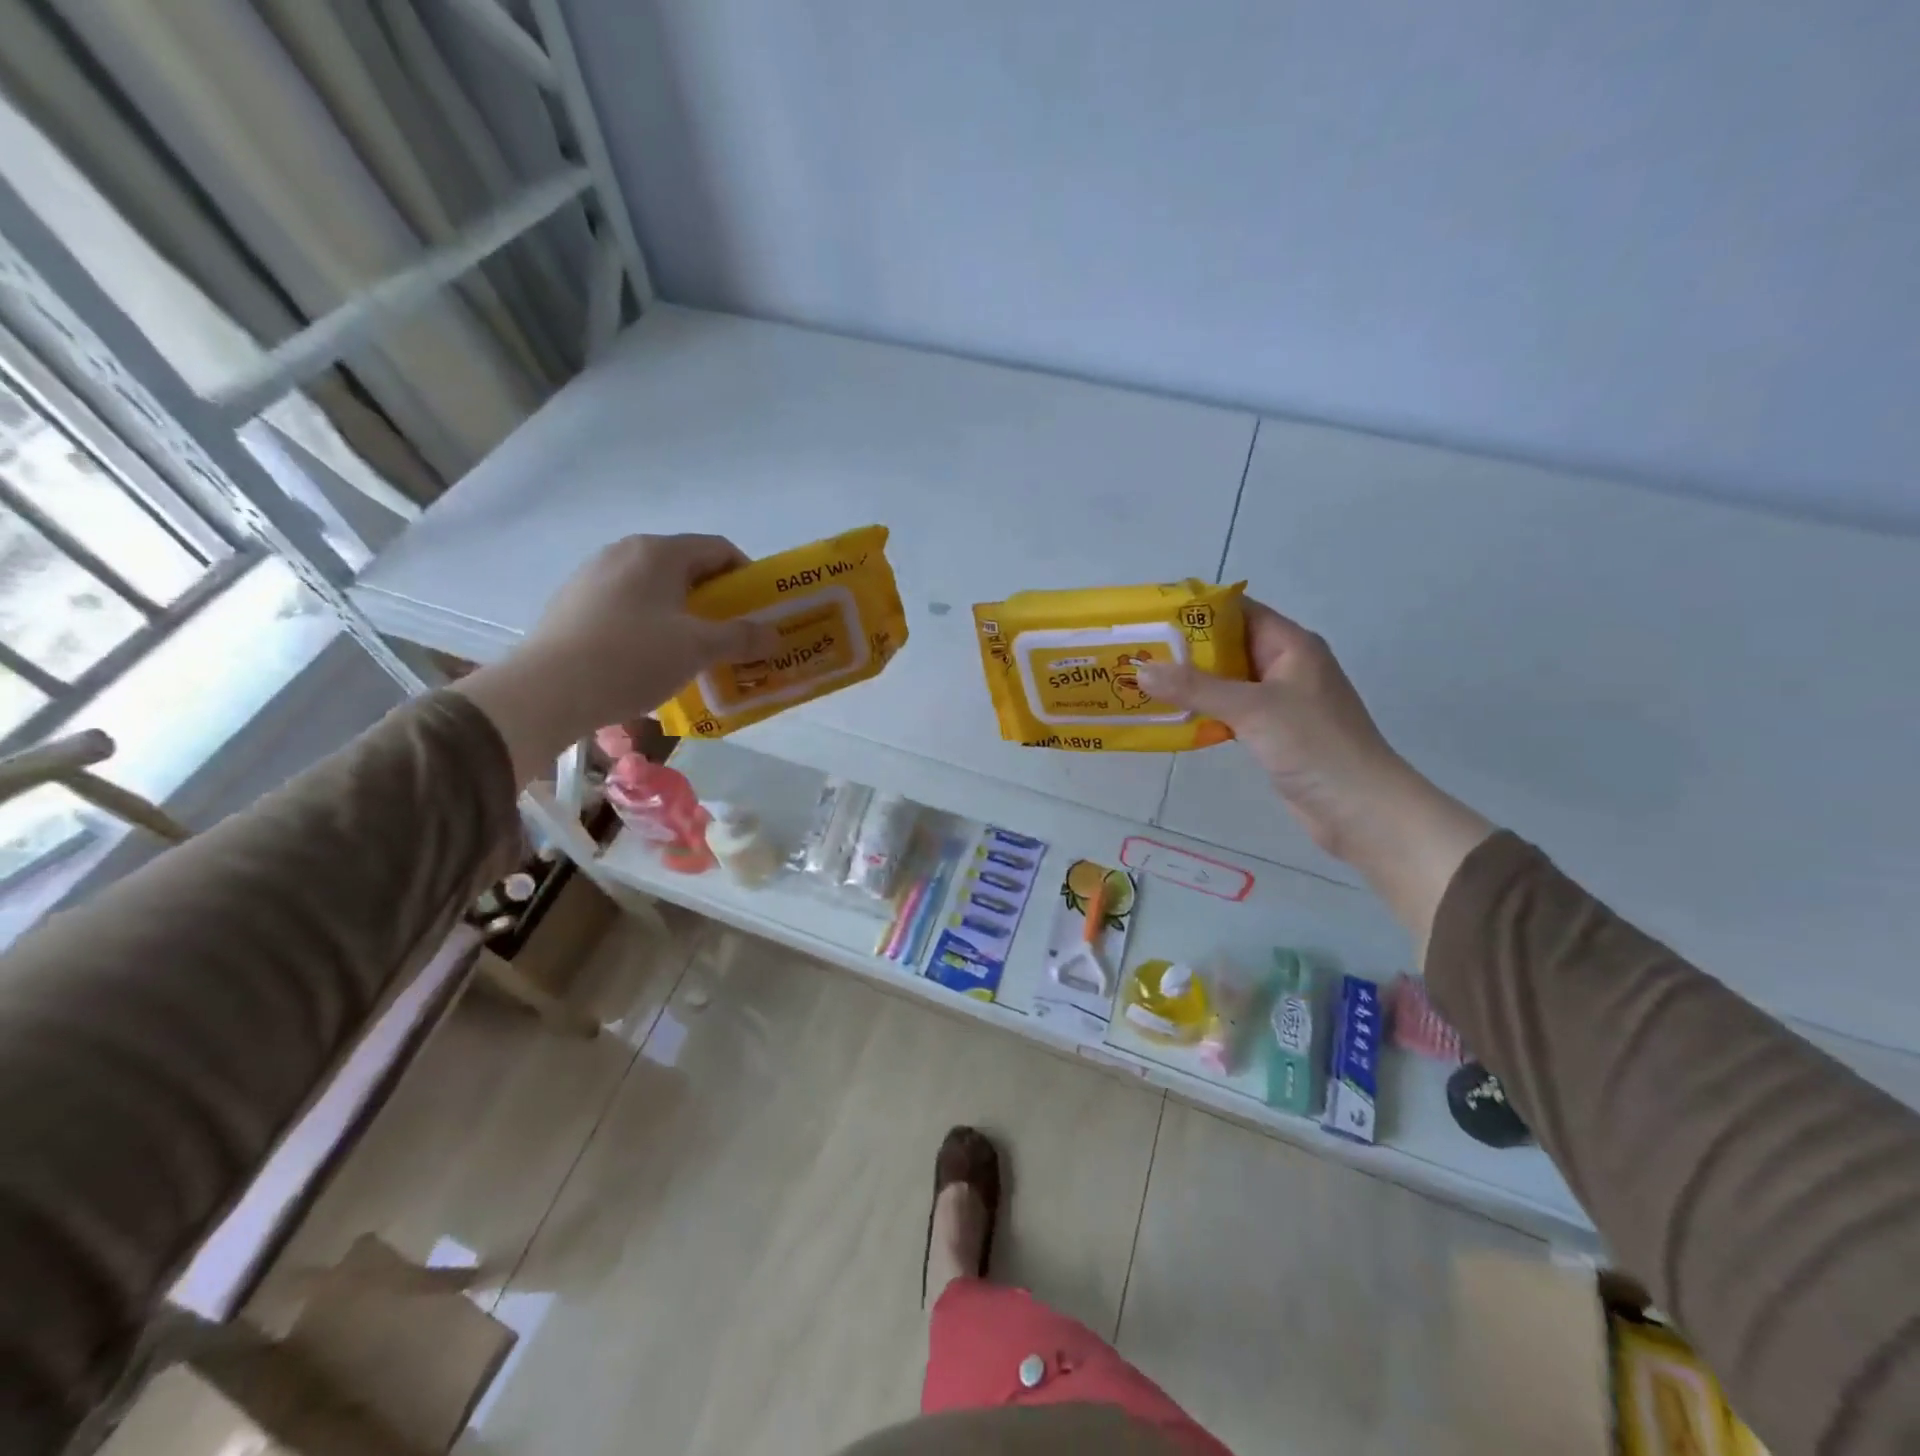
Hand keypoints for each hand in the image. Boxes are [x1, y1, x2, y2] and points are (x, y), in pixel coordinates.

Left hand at [455, 534, 778, 781]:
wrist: (547, 690)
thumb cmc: (633, 658)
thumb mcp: (698, 649)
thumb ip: (741, 638)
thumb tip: (774, 635)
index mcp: (658, 552)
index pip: (718, 549)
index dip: (747, 576)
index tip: (760, 610)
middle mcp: (624, 553)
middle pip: (686, 568)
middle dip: (716, 599)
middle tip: (733, 634)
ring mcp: (593, 576)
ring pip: (655, 589)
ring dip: (683, 614)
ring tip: (694, 651)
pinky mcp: (573, 604)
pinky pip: (627, 606)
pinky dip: (651, 624)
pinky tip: (651, 659)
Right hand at [1135, 598, 1493, 956]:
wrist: (1360, 808)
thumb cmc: (1313, 745)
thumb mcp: (1252, 709)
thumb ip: (1196, 688)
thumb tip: (1141, 670)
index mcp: (1291, 645)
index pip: (1238, 611)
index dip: (1196, 611)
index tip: (1152, 617)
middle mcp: (1285, 666)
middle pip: (1228, 646)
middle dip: (1184, 650)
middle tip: (1137, 653)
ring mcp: (1280, 701)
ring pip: (1227, 681)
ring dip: (1190, 683)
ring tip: (1143, 683)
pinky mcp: (1274, 732)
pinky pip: (1231, 711)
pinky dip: (1203, 711)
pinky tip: (1171, 718)